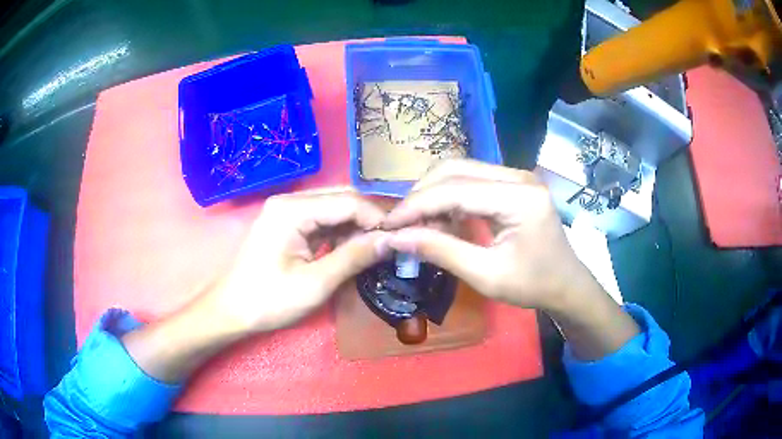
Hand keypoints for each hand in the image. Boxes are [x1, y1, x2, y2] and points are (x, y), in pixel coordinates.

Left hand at [206, 187, 390, 333]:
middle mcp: (290, 200)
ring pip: (334, 208)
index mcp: (292, 209)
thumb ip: (354, 257)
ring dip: (357, 225)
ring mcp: (287, 210)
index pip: (348, 201)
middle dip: (370, 218)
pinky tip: (355, 246)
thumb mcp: (316, 283)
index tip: (401, 238)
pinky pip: (322, 220)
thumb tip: (391, 240)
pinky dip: (341, 232)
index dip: (378, 217)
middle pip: (341, 198)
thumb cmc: (269, 300)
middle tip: (394, 240)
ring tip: (380, 245)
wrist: (232, 310)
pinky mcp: (287, 223)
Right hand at [383, 159, 596, 311]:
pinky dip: (449, 196)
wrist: (566, 284)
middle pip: (455, 169)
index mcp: (520, 197)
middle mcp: (518, 175)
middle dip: (421, 195)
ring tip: (418, 224)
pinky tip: (441, 218)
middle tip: (401, 225)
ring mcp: (516, 175)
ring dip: (433, 193)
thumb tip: (396, 238)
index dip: (416, 205)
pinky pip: (471, 180)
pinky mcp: (513, 182)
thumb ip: (440, 251)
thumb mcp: (485, 276)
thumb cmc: (533, 286)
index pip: (455, 190)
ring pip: (460, 170)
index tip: (387, 225)